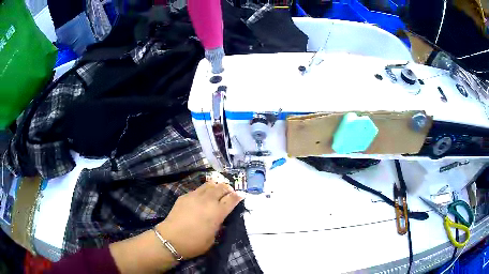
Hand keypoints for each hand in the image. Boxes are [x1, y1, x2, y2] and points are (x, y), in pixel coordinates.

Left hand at [156, 180, 242, 258]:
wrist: (171, 239)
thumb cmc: (195, 243)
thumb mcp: (213, 237)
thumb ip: (218, 225)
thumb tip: (219, 218)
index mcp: (218, 212)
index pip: (232, 199)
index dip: (238, 196)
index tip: (240, 196)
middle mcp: (208, 200)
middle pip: (222, 187)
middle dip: (228, 189)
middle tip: (229, 193)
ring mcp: (195, 196)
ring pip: (209, 184)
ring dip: (216, 186)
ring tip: (217, 191)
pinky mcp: (184, 196)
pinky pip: (197, 189)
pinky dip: (203, 191)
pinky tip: (202, 197)